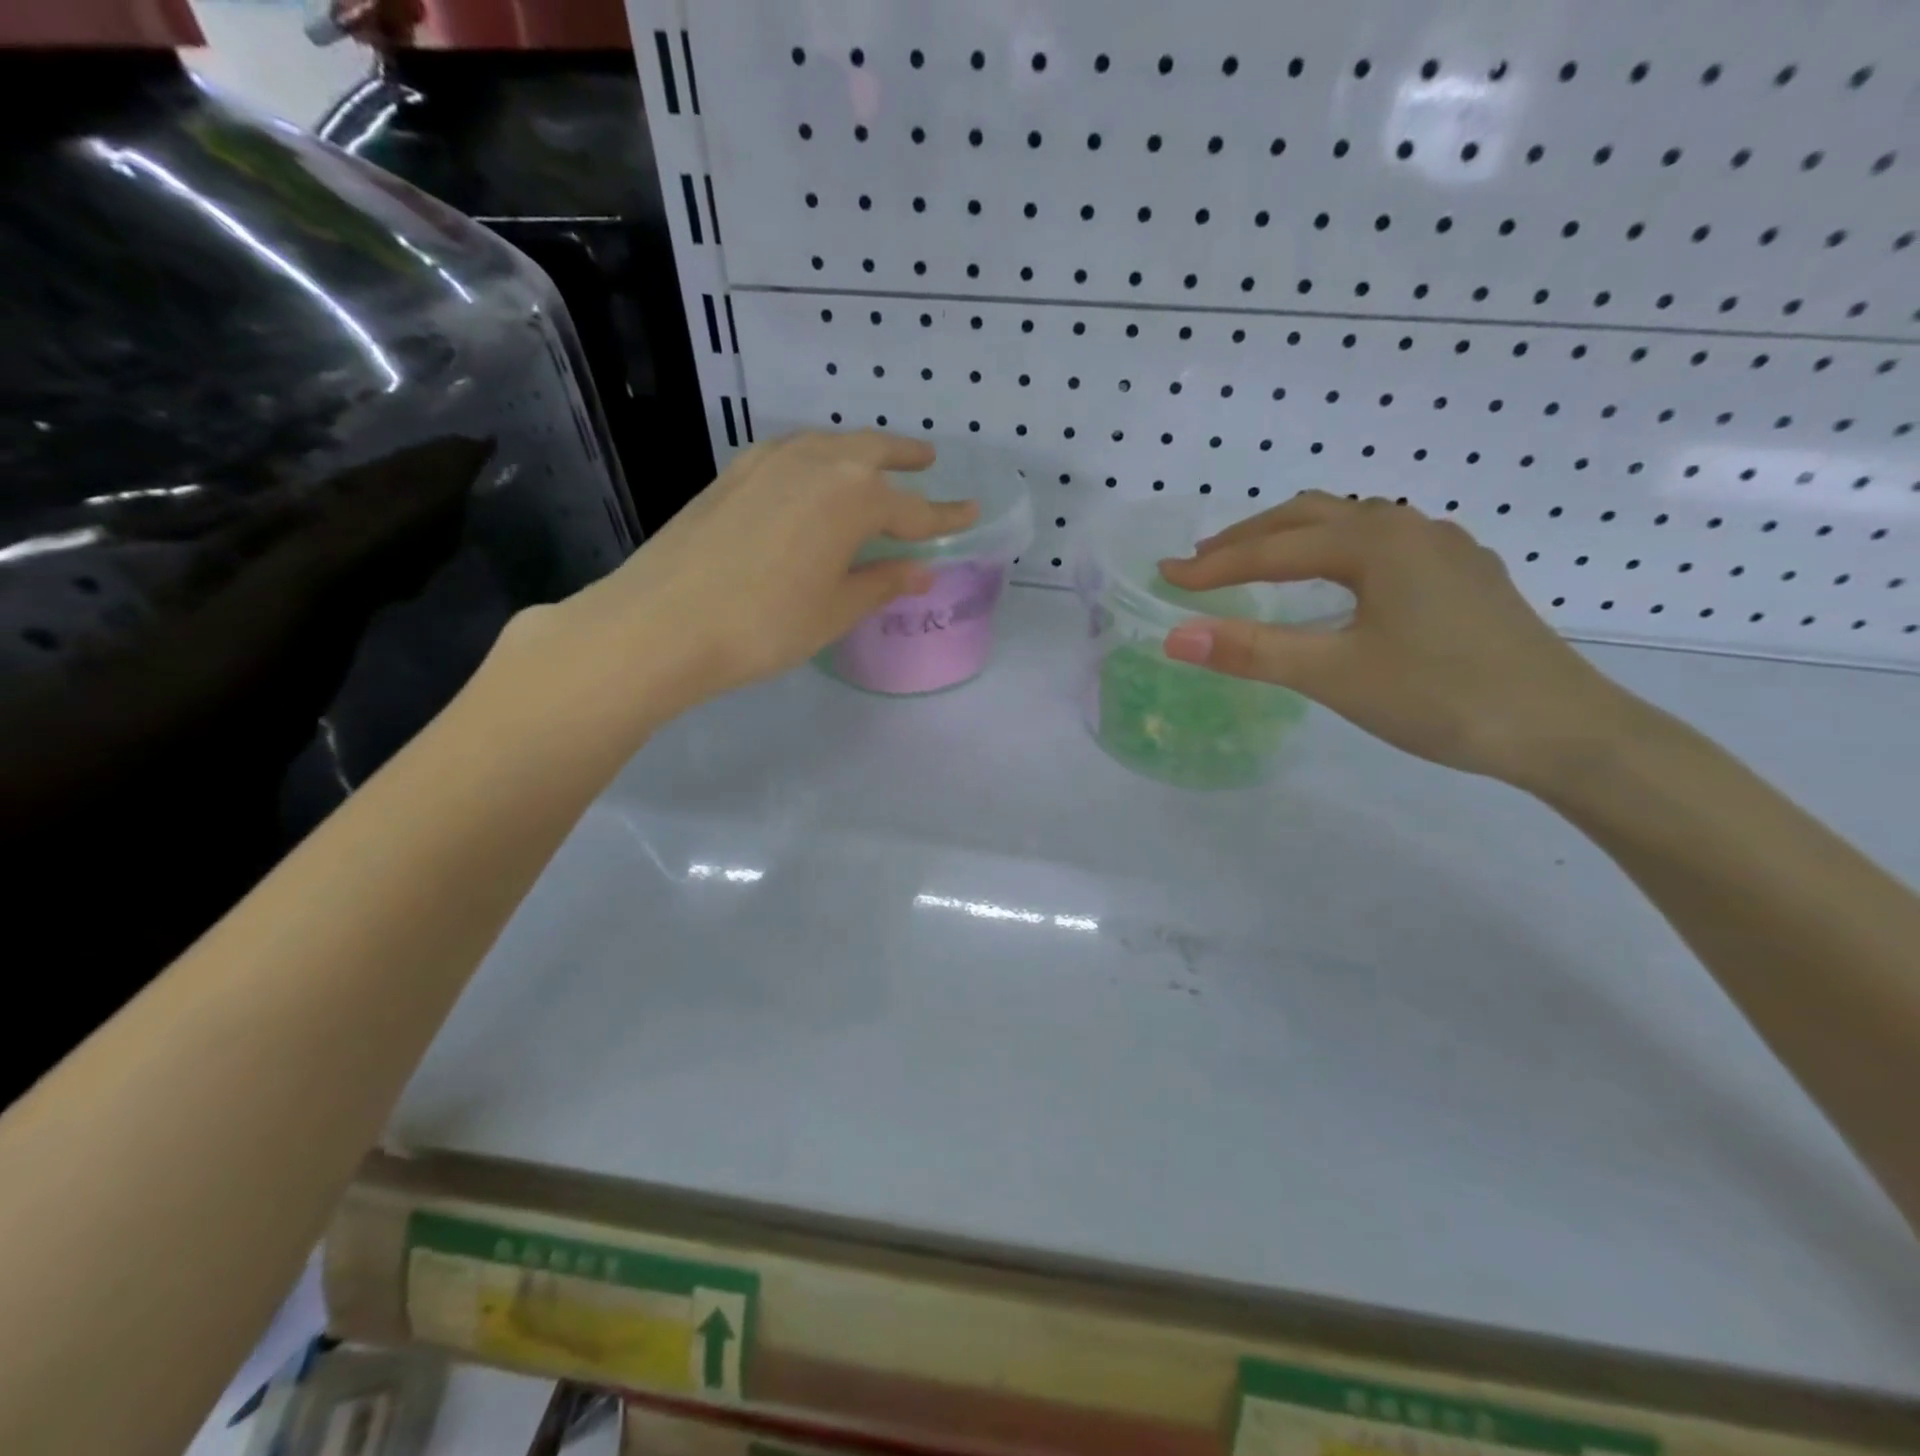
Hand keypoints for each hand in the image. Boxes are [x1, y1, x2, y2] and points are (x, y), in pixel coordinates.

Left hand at [504, 431, 974, 728]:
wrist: (662, 621)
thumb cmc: (766, 623)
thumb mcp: (836, 610)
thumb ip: (882, 583)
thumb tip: (922, 571)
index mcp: (854, 498)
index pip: (914, 510)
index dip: (945, 516)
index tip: (971, 512)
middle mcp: (816, 464)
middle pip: (871, 453)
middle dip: (903, 458)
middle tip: (926, 462)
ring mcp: (768, 462)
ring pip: (828, 445)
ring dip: (858, 451)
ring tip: (873, 463)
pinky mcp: (732, 473)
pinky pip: (790, 453)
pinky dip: (815, 458)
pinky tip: (809, 476)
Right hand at [1155, 491, 1635, 785]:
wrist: (1565, 730)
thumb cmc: (1442, 697)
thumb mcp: (1335, 675)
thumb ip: (1251, 652)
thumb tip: (1173, 636)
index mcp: (1377, 542)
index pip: (1274, 549)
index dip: (1214, 567)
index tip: (1165, 576)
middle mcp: (1411, 528)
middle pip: (1311, 516)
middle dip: (1249, 538)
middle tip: (1201, 564)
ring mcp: (1445, 549)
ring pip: (1351, 526)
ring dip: (1294, 540)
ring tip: (1256, 567)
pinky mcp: (1465, 576)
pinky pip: (1382, 545)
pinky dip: (1335, 553)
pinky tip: (1335, 584)